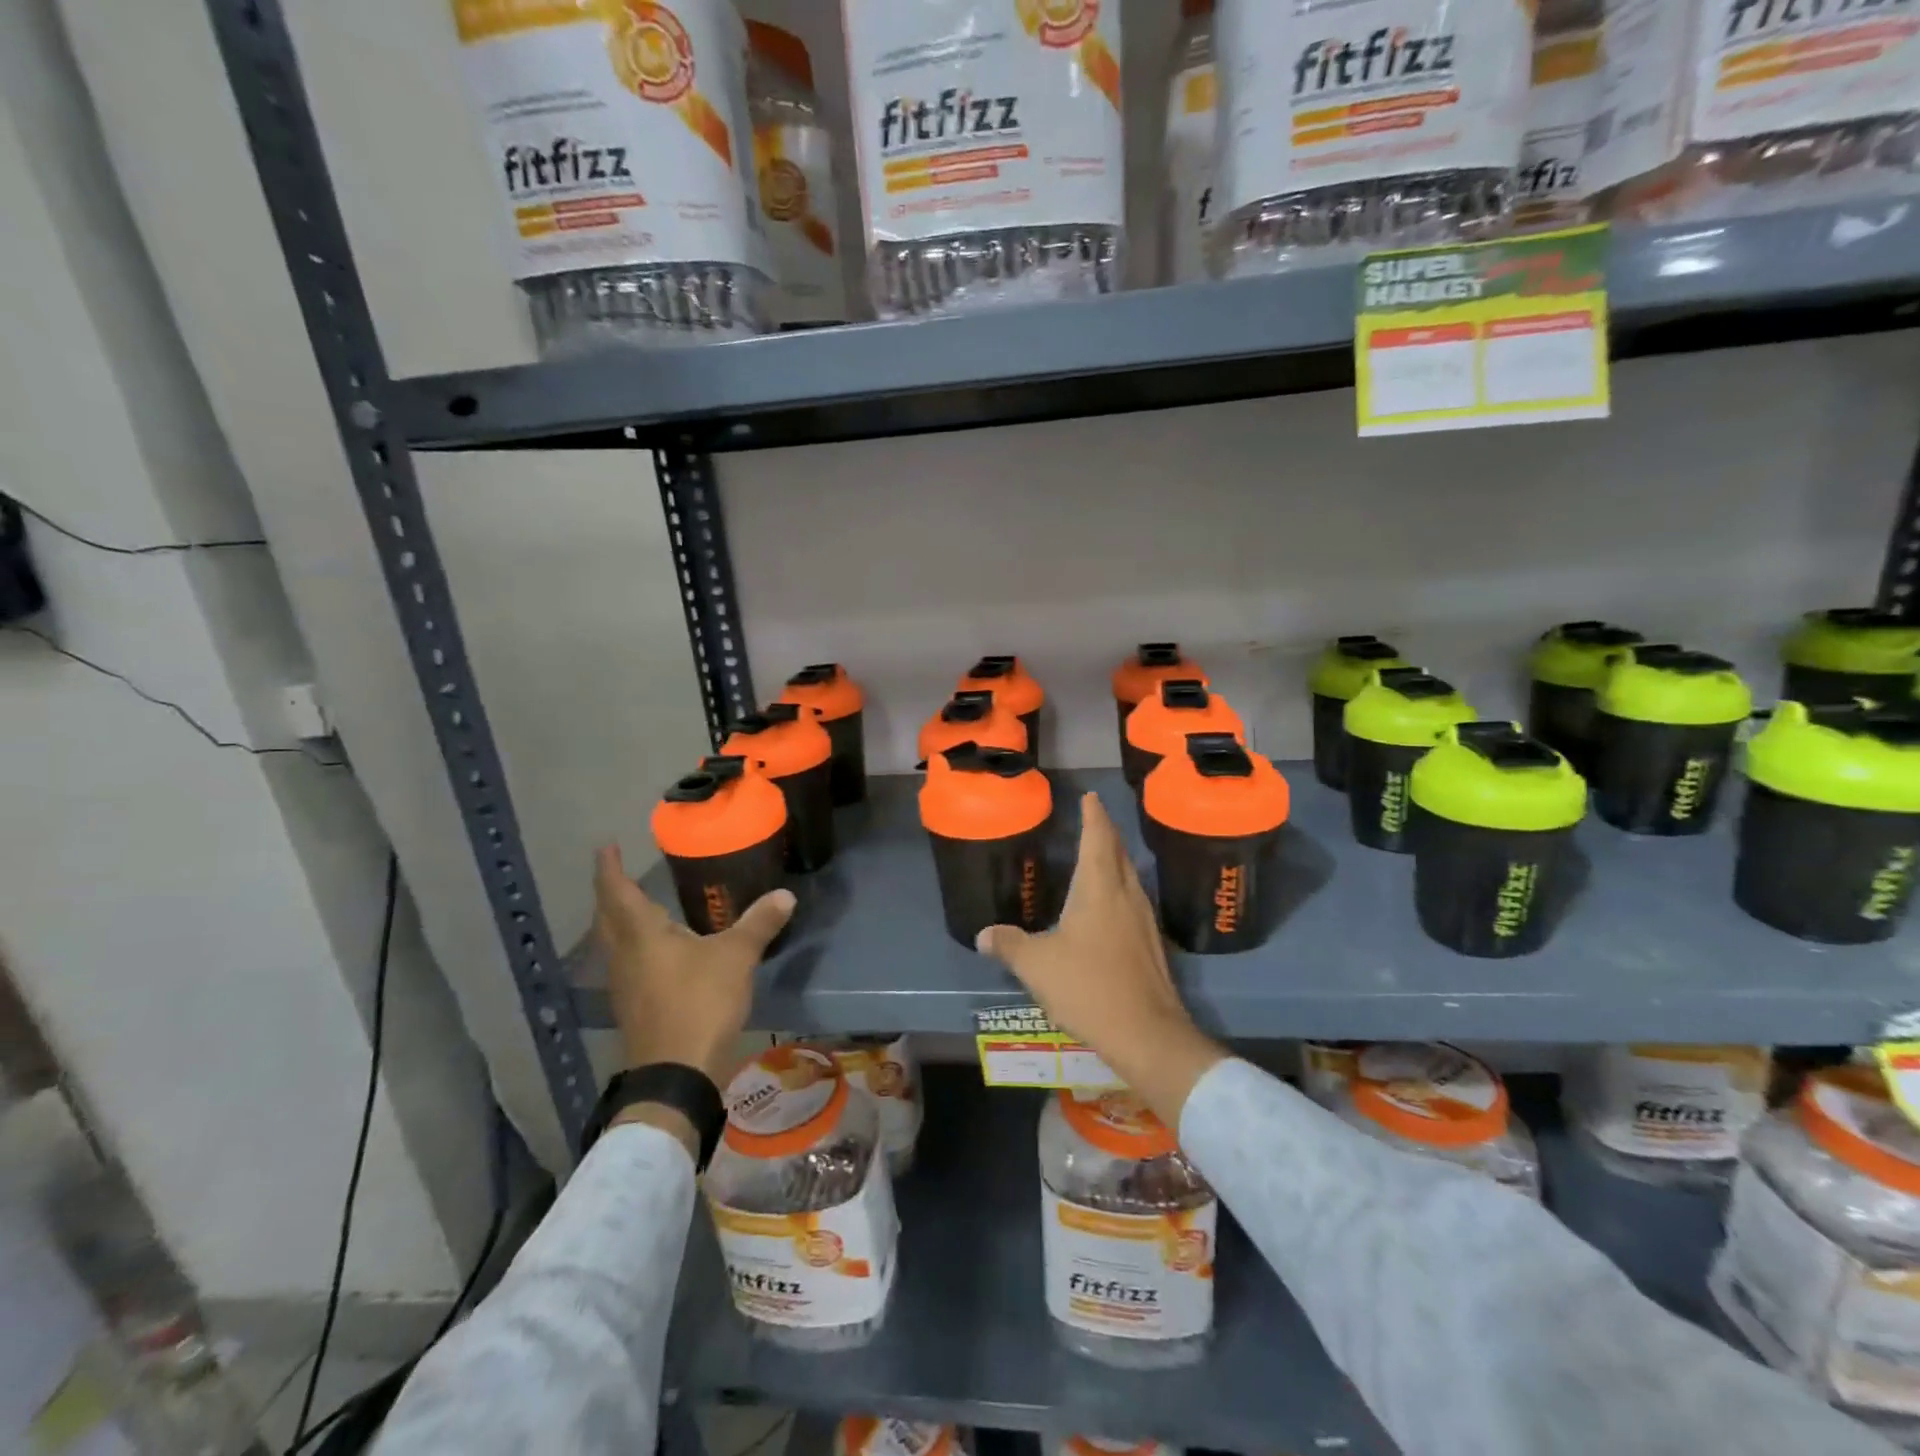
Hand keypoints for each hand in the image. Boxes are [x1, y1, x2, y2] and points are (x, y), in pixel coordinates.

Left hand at [593, 844, 794, 1087]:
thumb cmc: (700, 1002)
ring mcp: (624, 984)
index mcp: (641, 934)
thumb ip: (759, 923)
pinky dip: (634, 946)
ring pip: (613, 943)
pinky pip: (626, 964)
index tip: (606, 846)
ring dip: (620, 921)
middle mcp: (624, 955)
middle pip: (607, 917)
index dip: (609, 868)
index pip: (617, 891)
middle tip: (620, 874)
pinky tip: (656, 952)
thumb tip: (785, 895)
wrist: (676, 1072)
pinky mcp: (633, 1007)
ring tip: (639, 907)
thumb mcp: (736, 957)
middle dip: (610, 893)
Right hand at [975, 793, 1225, 1126]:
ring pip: (1129, 877)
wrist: (1146, 1033)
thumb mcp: (1036, 965)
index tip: (1090, 796)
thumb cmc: (1088, 986)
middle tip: (1092, 820)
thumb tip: (983, 934)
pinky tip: (1109, 907)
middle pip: (1118, 853)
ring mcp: (1144, 920)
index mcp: (1100, 888)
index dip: (1093, 815)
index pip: (1098, 837)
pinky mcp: (1151, 945)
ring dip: (1115, 861)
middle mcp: (1126, 895)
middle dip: (1105, 833)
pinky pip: (1133, 902)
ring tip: (1099, 857)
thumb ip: (1008, 944)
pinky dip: (1119, 889)